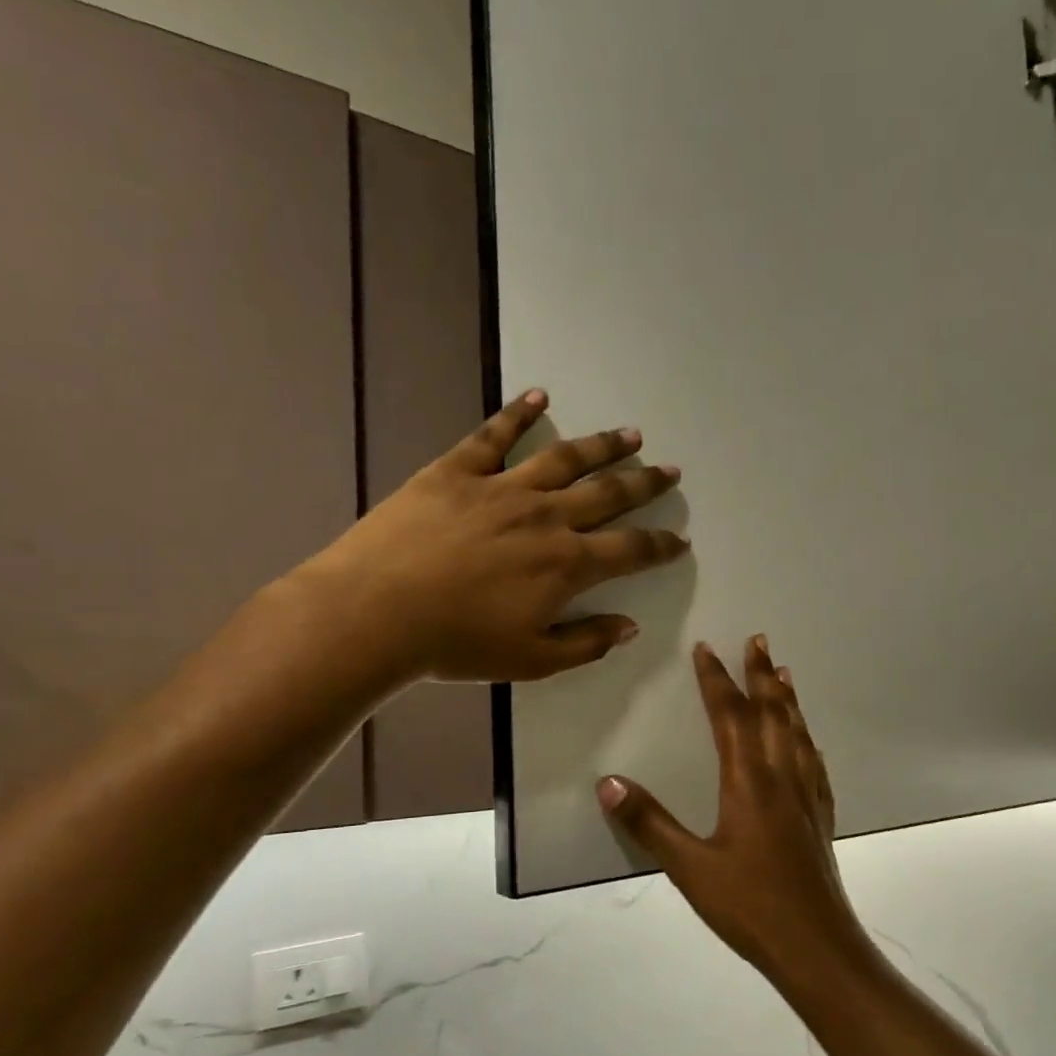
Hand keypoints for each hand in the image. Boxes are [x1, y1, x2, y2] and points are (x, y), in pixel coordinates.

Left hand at [295, 390, 687, 689]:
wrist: (374, 612)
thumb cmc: (457, 644)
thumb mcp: (532, 660)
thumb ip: (587, 642)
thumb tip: (629, 626)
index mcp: (567, 565)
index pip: (630, 550)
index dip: (660, 545)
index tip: (680, 539)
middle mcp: (546, 517)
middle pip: (609, 494)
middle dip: (645, 483)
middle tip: (671, 470)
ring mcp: (502, 488)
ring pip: (565, 458)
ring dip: (603, 445)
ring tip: (631, 433)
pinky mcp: (457, 471)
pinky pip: (494, 435)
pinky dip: (518, 412)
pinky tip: (540, 395)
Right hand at [597, 637, 873, 983]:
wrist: (815, 944)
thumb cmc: (749, 906)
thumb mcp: (689, 867)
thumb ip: (649, 823)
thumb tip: (608, 783)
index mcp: (749, 783)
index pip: (730, 717)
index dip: (717, 681)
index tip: (707, 649)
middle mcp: (781, 778)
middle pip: (772, 714)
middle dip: (761, 674)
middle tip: (759, 639)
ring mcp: (806, 797)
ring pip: (797, 733)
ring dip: (788, 699)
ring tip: (784, 673)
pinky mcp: (820, 818)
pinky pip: (813, 764)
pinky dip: (806, 740)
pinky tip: (808, 742)